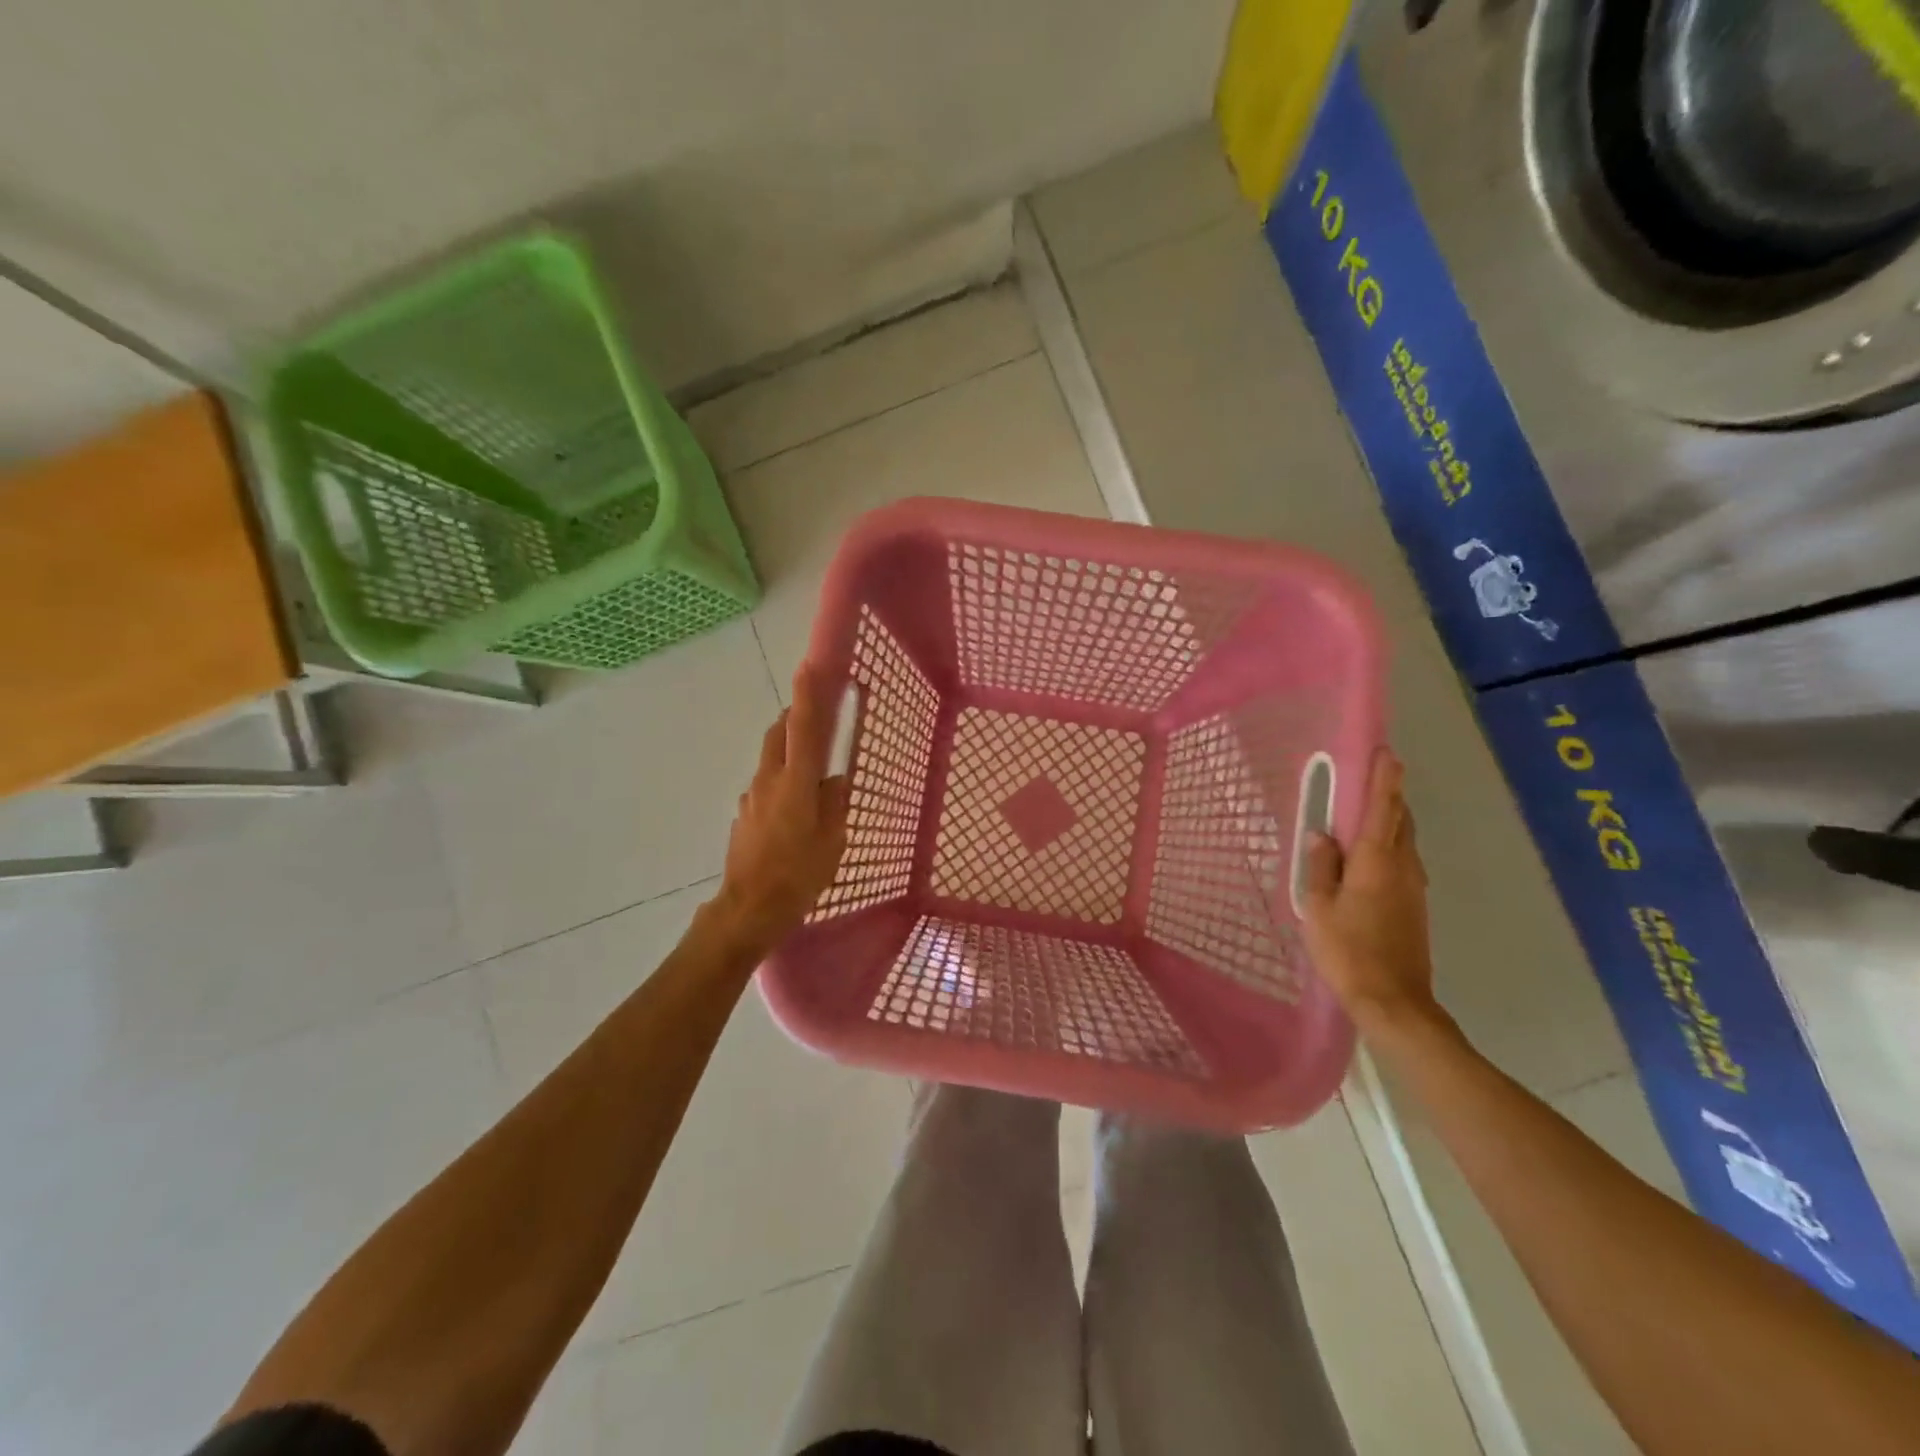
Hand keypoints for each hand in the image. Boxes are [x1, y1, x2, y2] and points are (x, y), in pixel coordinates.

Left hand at [710, 667, 851, 958]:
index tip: (811, 665)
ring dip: (788, 750)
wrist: (748, 909)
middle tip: (817, 716)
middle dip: (796, 716)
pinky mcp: (743, 814)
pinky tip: (793, 810)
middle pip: (779, 733)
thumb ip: (835, 803)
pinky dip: (780, 780)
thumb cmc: (799, 875)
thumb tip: (834, 779)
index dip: (808, 695)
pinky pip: (765, 785)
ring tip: (811, 772)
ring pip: (770, 758)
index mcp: (796, 782)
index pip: (803, 727)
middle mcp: (769, 780)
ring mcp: (751, 796)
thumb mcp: (833, 841)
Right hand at [1300, 747, 1442, 1035]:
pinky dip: (1389, 844)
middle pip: (1401, 820)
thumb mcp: (1318, 907)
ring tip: (1366, 810)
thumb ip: (1320, 866)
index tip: (1386, 752)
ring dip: (1390, 819)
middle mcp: (1403, 866)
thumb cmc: (1348, 950)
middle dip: (1389, 795)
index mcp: (1377, 861)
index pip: (1383, 808)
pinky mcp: (1414, 904)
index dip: (1385, 779)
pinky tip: (1369, 855)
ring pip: (1405, 840)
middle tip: (1371, 775)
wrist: (1394, 1001)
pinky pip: (1402, 860)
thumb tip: (1322, 834)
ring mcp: (1414, 886)